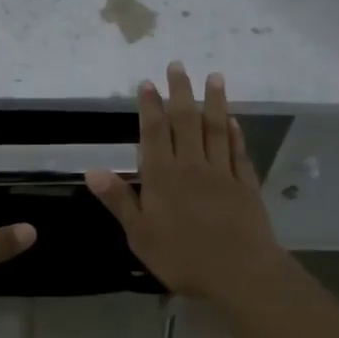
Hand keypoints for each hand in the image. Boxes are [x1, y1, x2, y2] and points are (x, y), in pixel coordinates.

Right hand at [85, 63, 284, 301]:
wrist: (240, 272)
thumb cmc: (182, 257)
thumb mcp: (140, 234)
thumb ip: (119, 200)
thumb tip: (93, 170)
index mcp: (163, 177)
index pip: (154, 133)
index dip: (150, 106)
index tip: (148, 83)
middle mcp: (192, 166)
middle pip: (186, 122)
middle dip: (180, 92)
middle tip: (178, 65)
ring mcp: (222, 173)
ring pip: (216, 130)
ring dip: (213, 102)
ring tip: (213, 77)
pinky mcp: (245, 185)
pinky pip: (238, 152)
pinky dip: (235, 133)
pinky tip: (233, 120)